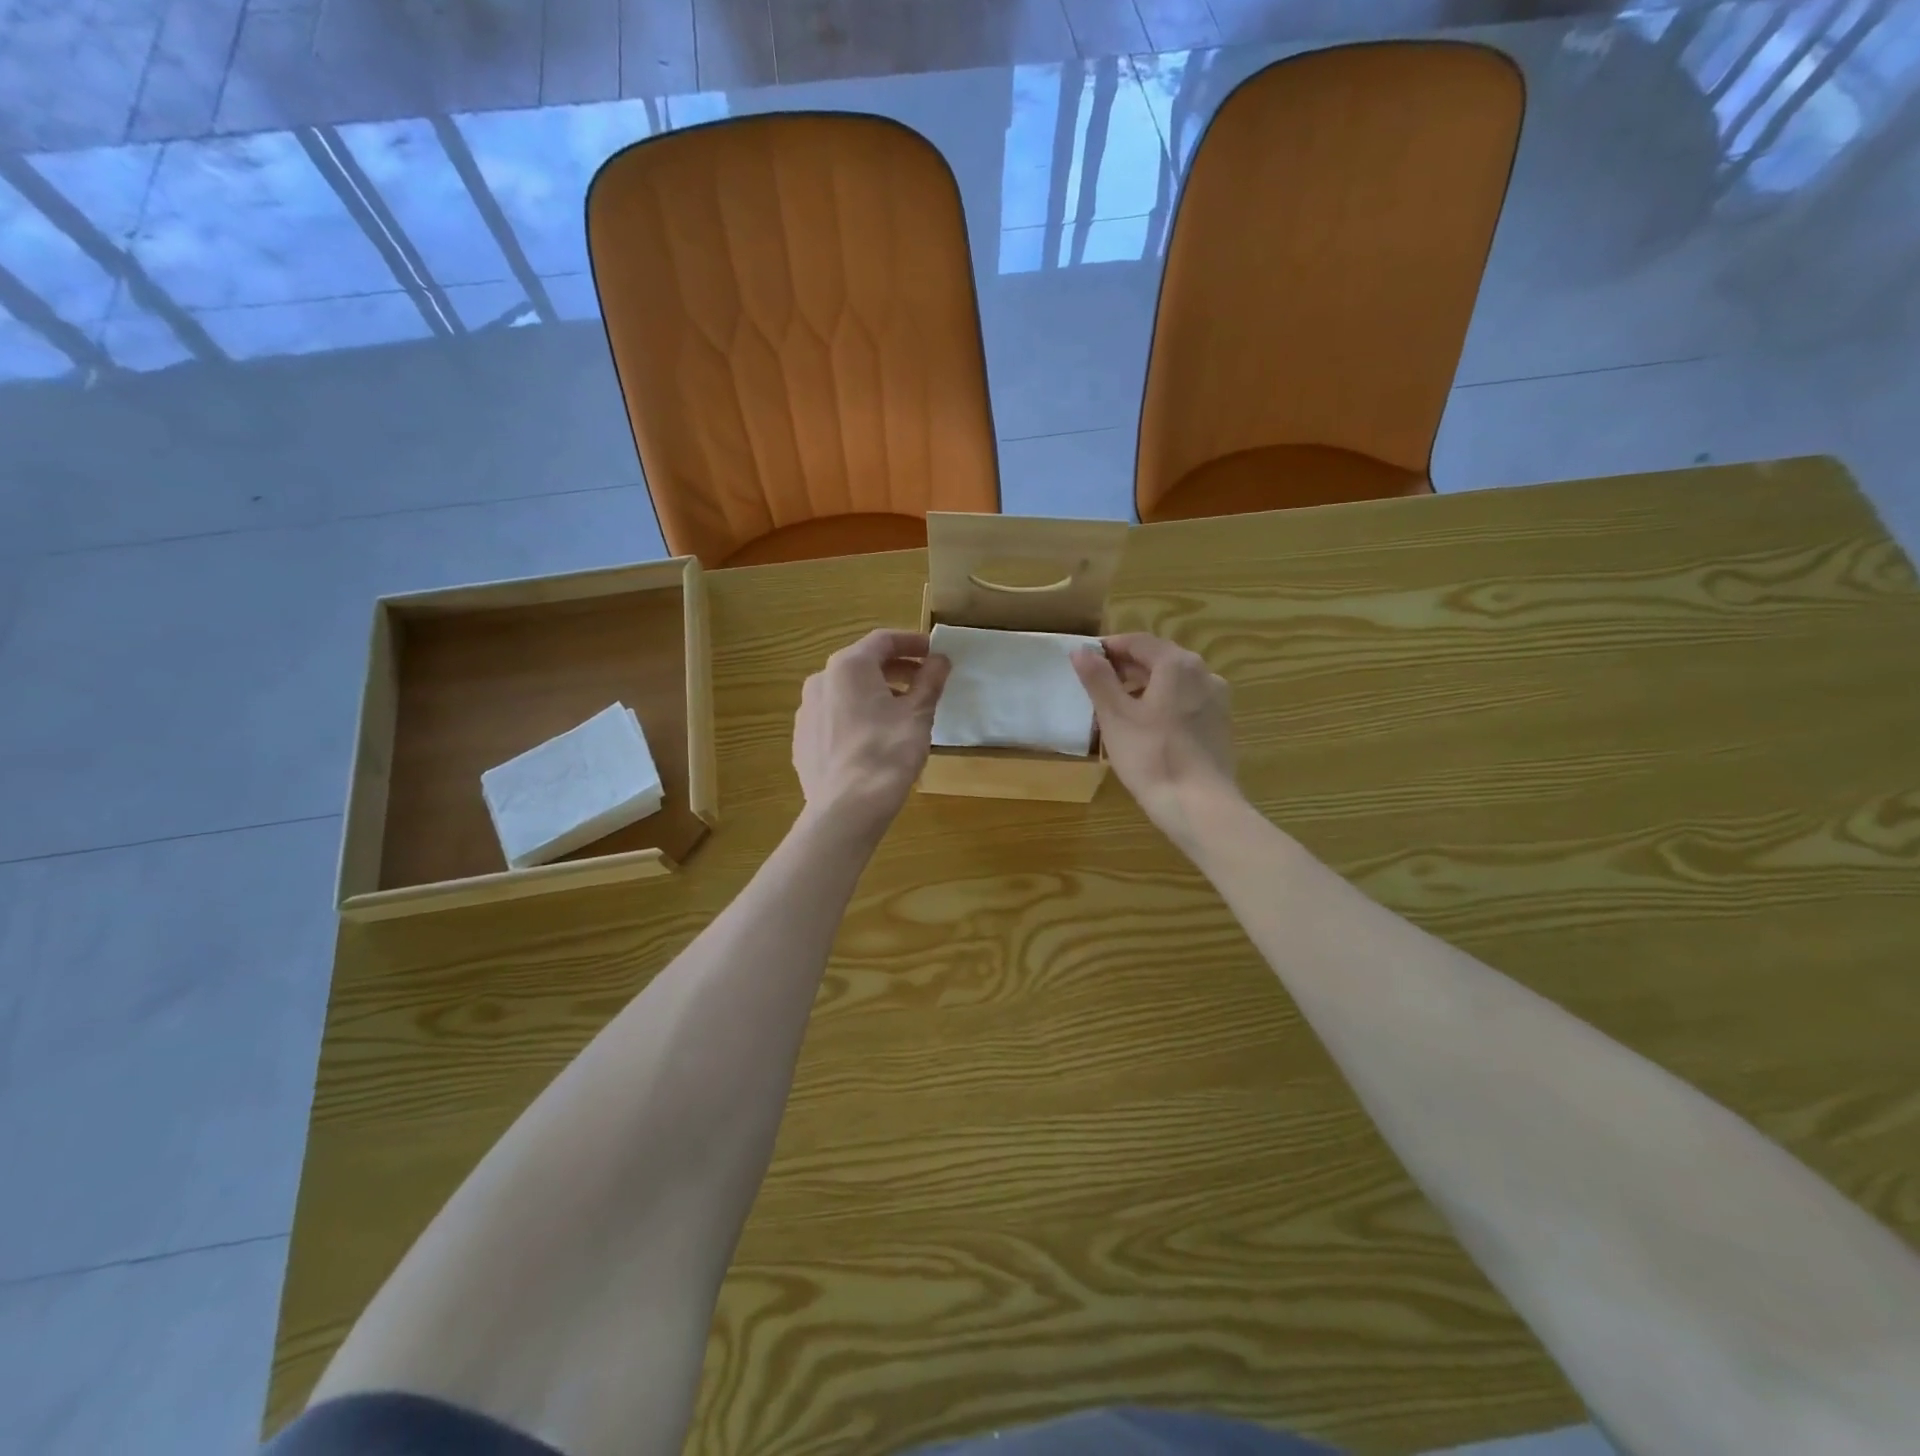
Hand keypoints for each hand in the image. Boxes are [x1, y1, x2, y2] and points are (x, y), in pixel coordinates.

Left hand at [793, 629, 950, 837]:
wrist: (846, 809)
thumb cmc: (887, 753)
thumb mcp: (918, 714)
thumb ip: (930, 681)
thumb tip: (940, 659)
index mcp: (848, 667)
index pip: (883, 640)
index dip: (912, 643)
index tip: (934, 652)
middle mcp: (820, 681)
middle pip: (863, 665)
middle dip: (895, 669)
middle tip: (923, 682)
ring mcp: (806, 712)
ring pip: (846, 692)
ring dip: (875, 694)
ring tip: (902, 712)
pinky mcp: (803, 740)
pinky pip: (834, 718)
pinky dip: (856, 717)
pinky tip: (874, 739)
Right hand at [1072, 633, 1238, 848]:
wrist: (1199, 805)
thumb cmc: (1151, 756)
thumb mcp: (1115, 717)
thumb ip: (1098, 679)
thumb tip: (1081, 650)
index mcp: (1177, 664)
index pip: (1138, 642)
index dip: (1109, 647)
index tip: (1086, 660)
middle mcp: (1204, 673)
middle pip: (1159, 658)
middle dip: (1127, 667)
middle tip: (1097, 684)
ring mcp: (1216, 700)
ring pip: (1174, 681)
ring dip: (1145, 685)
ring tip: (1118, 706)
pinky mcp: (1220, 724)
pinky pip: (1186, 701)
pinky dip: (1163, 703)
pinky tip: (1146, 726)